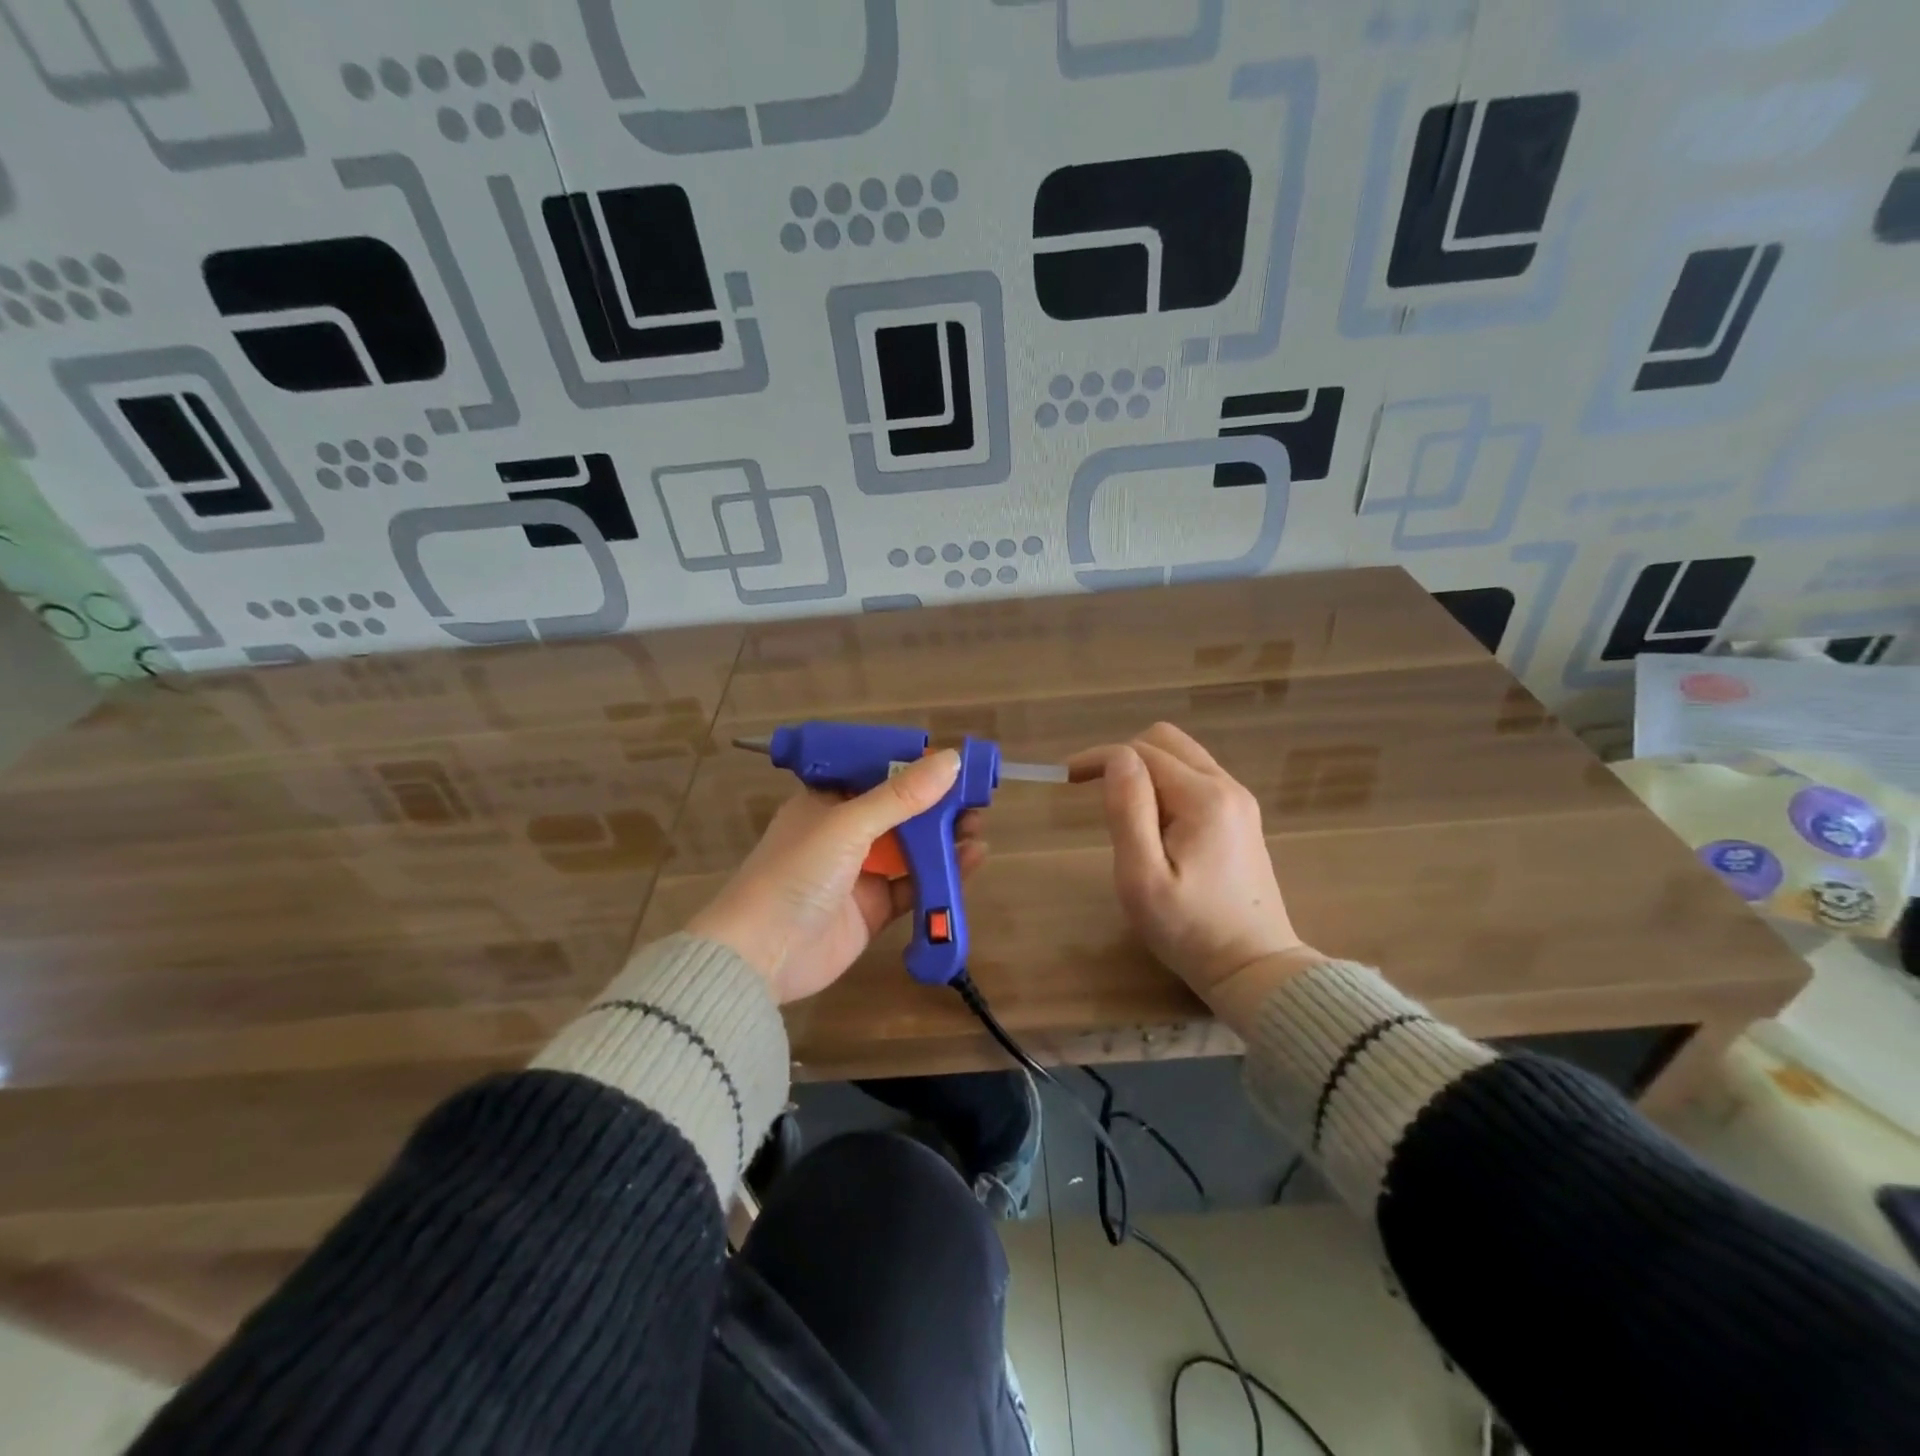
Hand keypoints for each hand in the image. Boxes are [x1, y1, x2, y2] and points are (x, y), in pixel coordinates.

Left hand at [685, 749, 986, 1004]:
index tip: (952, 763)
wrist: (761, 956)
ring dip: (943, 838)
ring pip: (911, 849)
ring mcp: (860, 872)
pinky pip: (915, 885)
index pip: (876, 774)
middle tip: (976, 800)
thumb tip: (952, 759)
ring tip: (978, 828)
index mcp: (827, 802)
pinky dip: (943, 875)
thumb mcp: (848, 825)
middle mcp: (844, 833)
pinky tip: (970, 860)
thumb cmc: (796, 874)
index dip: (913, 768)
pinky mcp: (874, 909)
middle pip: (899, 812)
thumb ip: (901, 796)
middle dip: (937, 805)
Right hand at [1069, 723, 1321, 1024]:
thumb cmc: (1189, 928)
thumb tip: (1116, 759)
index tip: (1066, 778)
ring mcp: (1239, 801)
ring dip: (1146, 769)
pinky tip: (1154, 820)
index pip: (1141, 752)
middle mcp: (1227, 787)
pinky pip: (1196, 778)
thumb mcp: (1142, 877)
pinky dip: (1166, 783)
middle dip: (1124, 755)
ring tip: (1122, 807)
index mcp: (1203, 797)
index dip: (1099, 757)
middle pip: (1165, 742)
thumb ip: (1128, 810)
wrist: (1254, 968)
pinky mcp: (1241, 818)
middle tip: (1094, 790)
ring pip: (1183, 757)